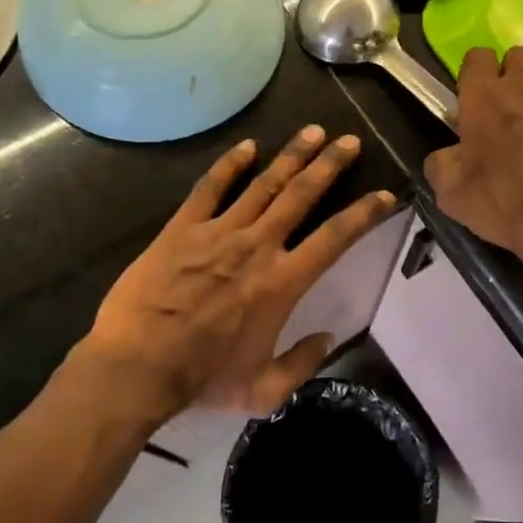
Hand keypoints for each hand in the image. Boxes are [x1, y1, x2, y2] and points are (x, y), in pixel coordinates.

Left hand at [75, 126, 396, 418]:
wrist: (136, 368)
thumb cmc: (202, 379)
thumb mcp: (263, 391)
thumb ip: (302, 364)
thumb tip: (328, 338)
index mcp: (283, 281)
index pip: (335, 238)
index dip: (365, 213)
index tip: (385, 195)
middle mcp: (258, 246)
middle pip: (302, 195)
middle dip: (330, 165)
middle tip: (349, 141)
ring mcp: (219, 232)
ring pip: (264, 184)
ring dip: (292, 156)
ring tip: (313, 131)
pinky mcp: (182, 228)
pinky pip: (210, 188)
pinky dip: (230, 165)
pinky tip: (247, 146)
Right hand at [424, 47, 522, 275]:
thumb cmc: (501, 204)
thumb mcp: (449, 193)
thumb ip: (440, 163)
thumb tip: (446, 153)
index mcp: (483, 99)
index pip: (477, 56)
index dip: (474, 71)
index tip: (473, 95)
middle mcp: (522, 89)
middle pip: (517, 54)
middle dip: (509, 72)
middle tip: (504, 105)